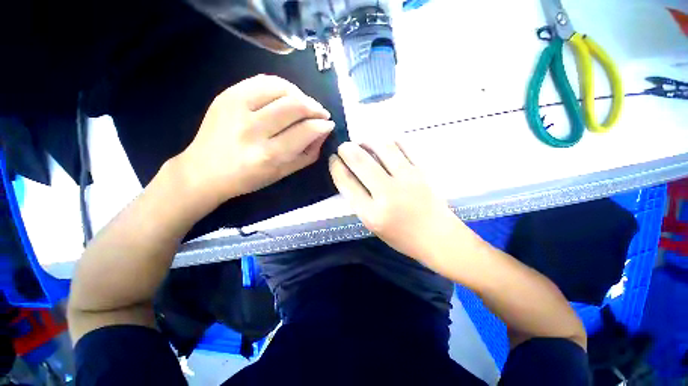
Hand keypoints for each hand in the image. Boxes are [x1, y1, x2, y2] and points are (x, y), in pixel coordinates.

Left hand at [174, 74, 334, 206]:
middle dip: (315, 107)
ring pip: (281, 88)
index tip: (328, 124)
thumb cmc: (249, 178)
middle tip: (321, 113)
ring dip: (301, 94)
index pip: (305, 131)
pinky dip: (282, 86)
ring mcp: (236, 108)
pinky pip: (263, 81)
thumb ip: (308, 154)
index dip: (322, 125)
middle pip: (295, 105)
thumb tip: (324, 131)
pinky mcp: (227, 95)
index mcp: (268, 155)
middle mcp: (253, 130)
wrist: (205, 171)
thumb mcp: (284, 173)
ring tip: (305, 104)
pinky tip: (287, 96)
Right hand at [329, 142, 470, 265]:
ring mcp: (408, 179)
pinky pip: (403, 146)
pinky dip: (389, 141)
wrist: (438, 237)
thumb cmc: (401, 236)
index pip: (347, 182)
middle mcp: (388, 193)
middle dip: (346, 149)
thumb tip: (349, 173)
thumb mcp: (373, 225)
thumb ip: (359, 200)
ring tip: (363, 143)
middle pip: (360, 161)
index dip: (336, 166)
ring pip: (382, 147)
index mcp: (372, 213)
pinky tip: (384, 145)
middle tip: (344, 147)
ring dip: (367, 140)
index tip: (334, 159)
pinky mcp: (422, 171)